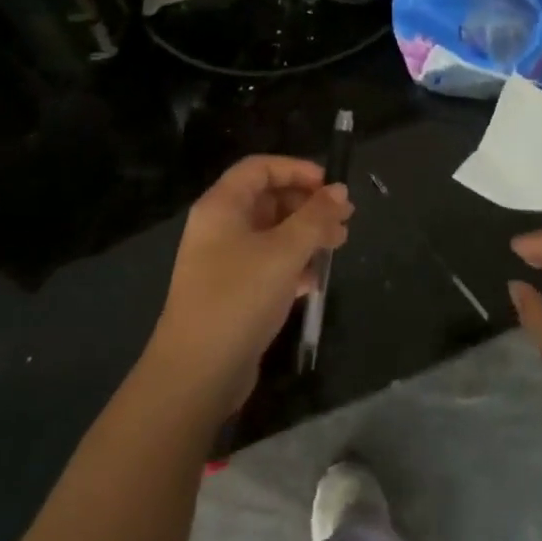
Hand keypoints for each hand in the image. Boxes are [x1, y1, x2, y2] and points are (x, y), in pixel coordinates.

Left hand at [145, 155, 352, 417]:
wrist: (197, 372)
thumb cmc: (239, 297)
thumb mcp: (284, 252)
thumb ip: (315, 218)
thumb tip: (340, 190)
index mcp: (221, 206)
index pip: (259, 168)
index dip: (296, 169)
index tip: (331, 185)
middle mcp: (219, 227)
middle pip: (268, 199)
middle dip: (307, 204)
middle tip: (344, 218)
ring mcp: (224, 261)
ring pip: (272, 233)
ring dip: (306, 235)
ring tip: (340, 245)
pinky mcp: (233, 292)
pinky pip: (268, 264)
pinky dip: (293, 264)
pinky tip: (316, 280)